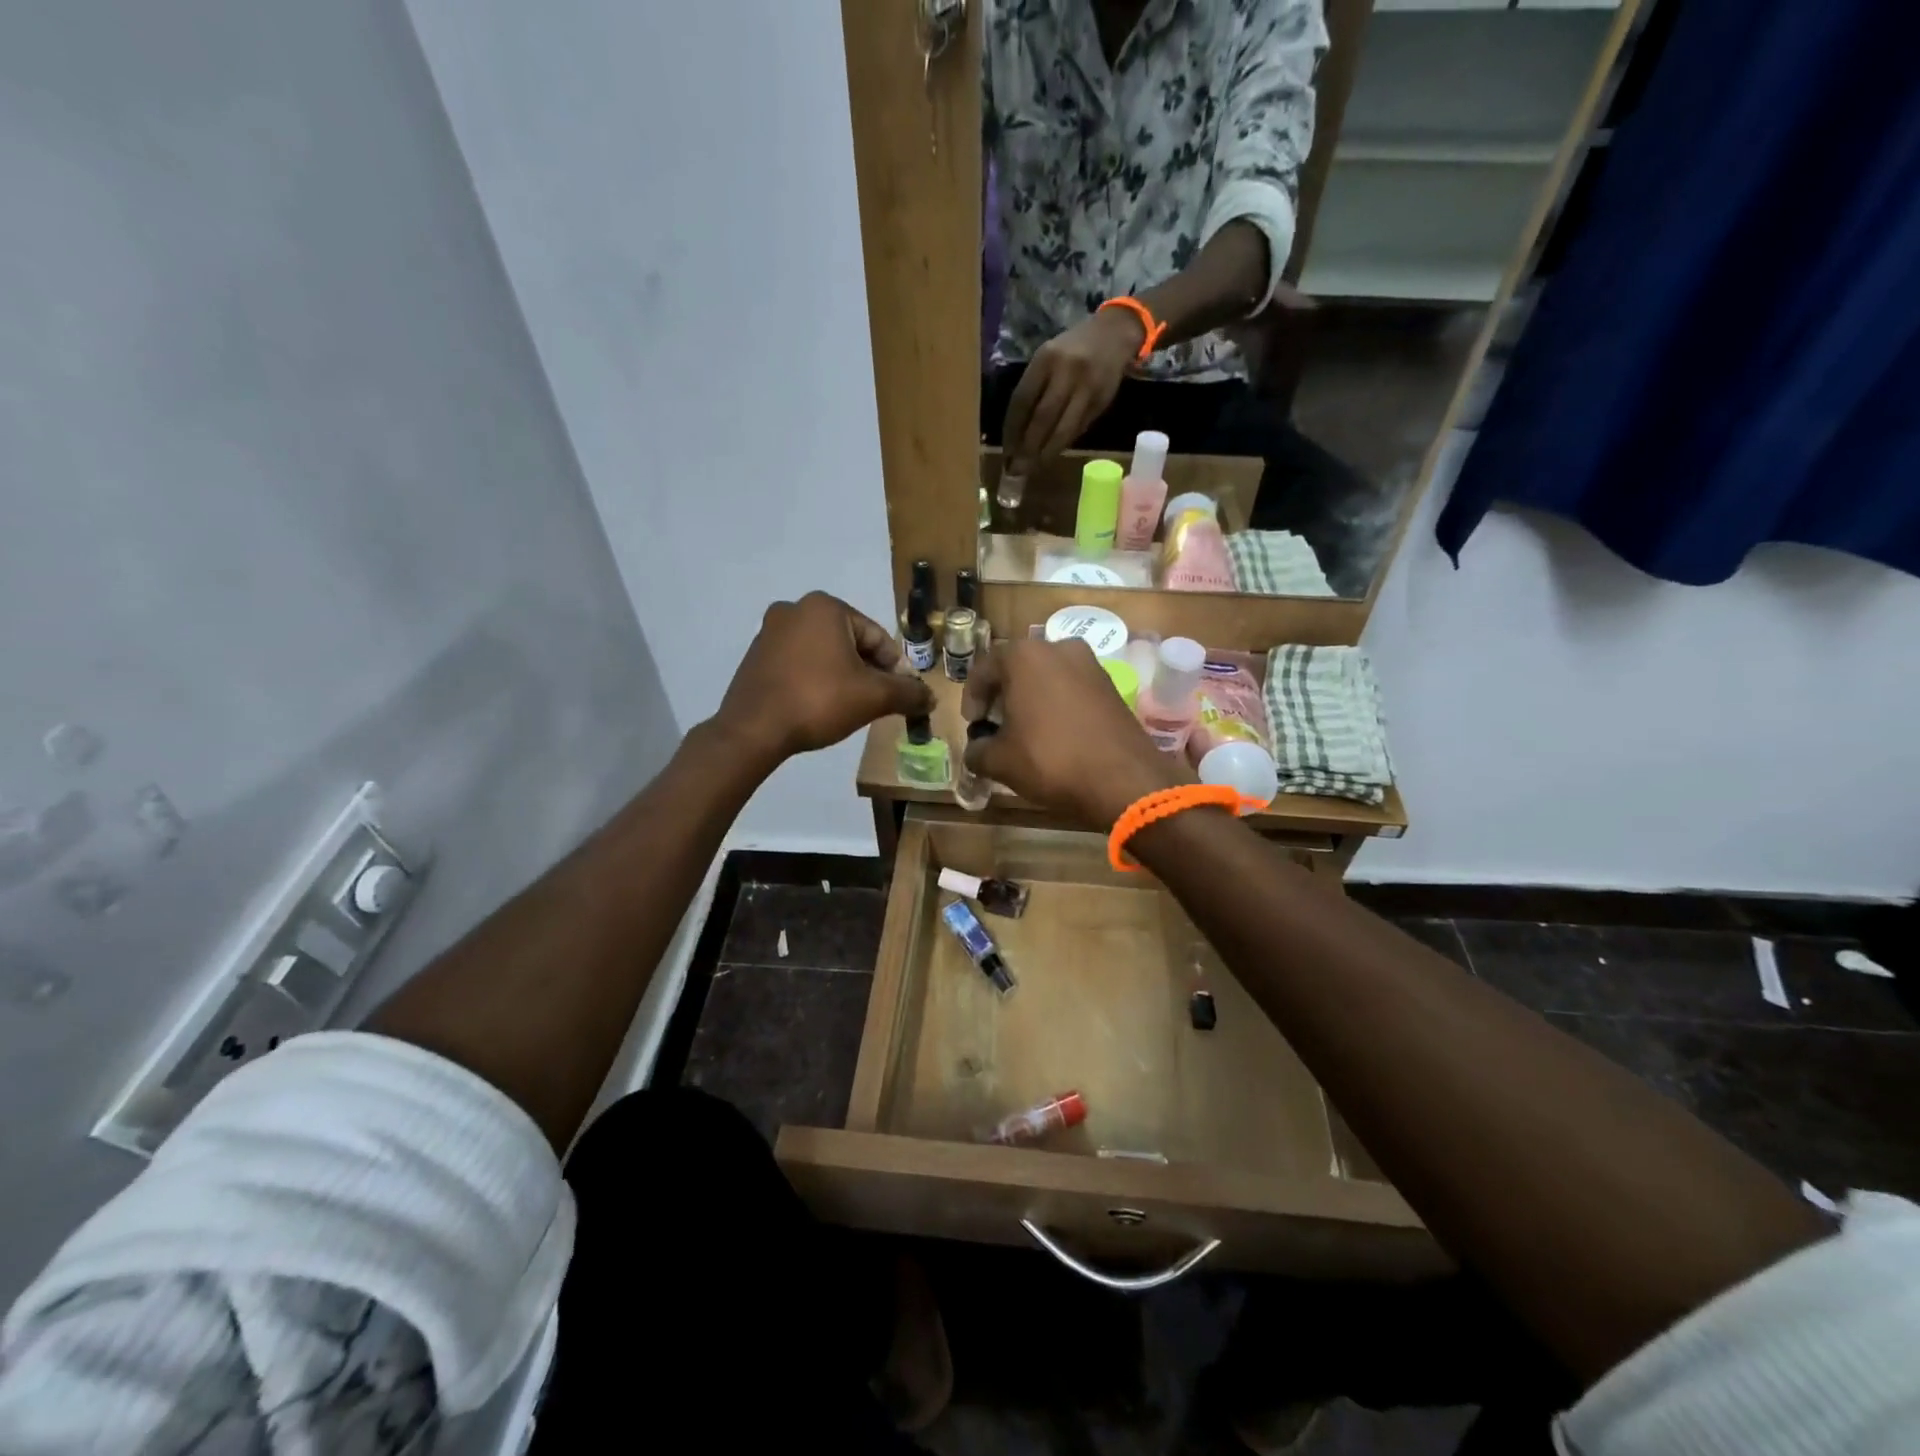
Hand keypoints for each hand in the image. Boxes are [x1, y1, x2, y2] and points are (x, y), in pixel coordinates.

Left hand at [715, 593, 933, 767]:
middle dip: (868, 672)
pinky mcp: (756, 656)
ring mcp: (770, 632)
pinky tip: (820, 707)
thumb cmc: (819, 701)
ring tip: (850, 708)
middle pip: (851, 643)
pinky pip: (800, 664)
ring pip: (825, 654)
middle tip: (877, 704)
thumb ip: (908, 693)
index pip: (877, 637)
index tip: (902, 696)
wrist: (754, 730)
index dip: (895, 669)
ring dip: (843, 677)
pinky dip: (816, 681)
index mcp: (825, 607)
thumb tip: (930, 697)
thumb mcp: (874, 697)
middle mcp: (795, 609)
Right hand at [961, 637, 1188, 828]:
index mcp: (1024, 655)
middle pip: (1017, 668)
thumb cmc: (1050, 760)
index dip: (972, 699)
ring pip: (1047, 677)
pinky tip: (1055, 734)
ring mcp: (1090, 664)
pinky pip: (1072, 688)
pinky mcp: (1111, 685)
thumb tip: (976, 750)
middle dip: (1002, 696)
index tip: (973, 725)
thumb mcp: (1000, 761)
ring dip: (1031, 699)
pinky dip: (1057, 705)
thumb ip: (977, 750)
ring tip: (1025, 732)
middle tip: (995, 727)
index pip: (984, 669)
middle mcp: (1058, 647)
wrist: (1123, 779)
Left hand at [1000, 308, 1144, 474]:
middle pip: (1042, 418)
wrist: (1114, 334)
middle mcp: (1067, 372)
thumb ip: (1034, 390)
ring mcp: (1087, 388)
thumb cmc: (1071, 349)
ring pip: (1063, 429)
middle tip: (1016, 470)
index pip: (1022, 400)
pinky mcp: (1101, 402)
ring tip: (1034, 469)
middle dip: (1028, 448)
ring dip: (1046, 453)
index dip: (1012, 430)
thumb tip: (1017, 434)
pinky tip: (1052, 454)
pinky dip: (1063, 444)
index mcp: (1046, 358)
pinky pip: (1078, 429)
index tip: (1006, 451)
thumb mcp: (1048, 358)